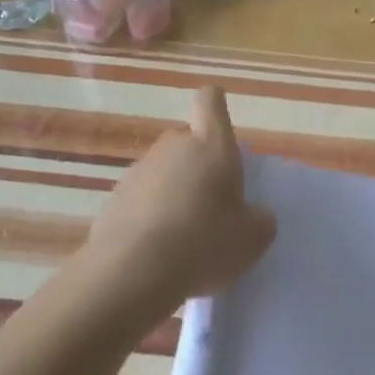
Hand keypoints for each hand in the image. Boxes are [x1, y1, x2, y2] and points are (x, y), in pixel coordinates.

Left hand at [85, 85, 276, 307]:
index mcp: (212, 147)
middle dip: (200, 164)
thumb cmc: (204, 243)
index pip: (210, 103)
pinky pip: (142, 198)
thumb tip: (256, 215)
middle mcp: (173, 148)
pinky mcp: (114, 198)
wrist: (133, 271)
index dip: (215, 104)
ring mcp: (139, 171)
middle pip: (188, 142)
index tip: (218, 119)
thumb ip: (259, 221)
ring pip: (164, 171)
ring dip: (174, 191)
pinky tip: (157, 247)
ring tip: (184, 233)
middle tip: (213, 202)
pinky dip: (151, 214)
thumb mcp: (251, 239)